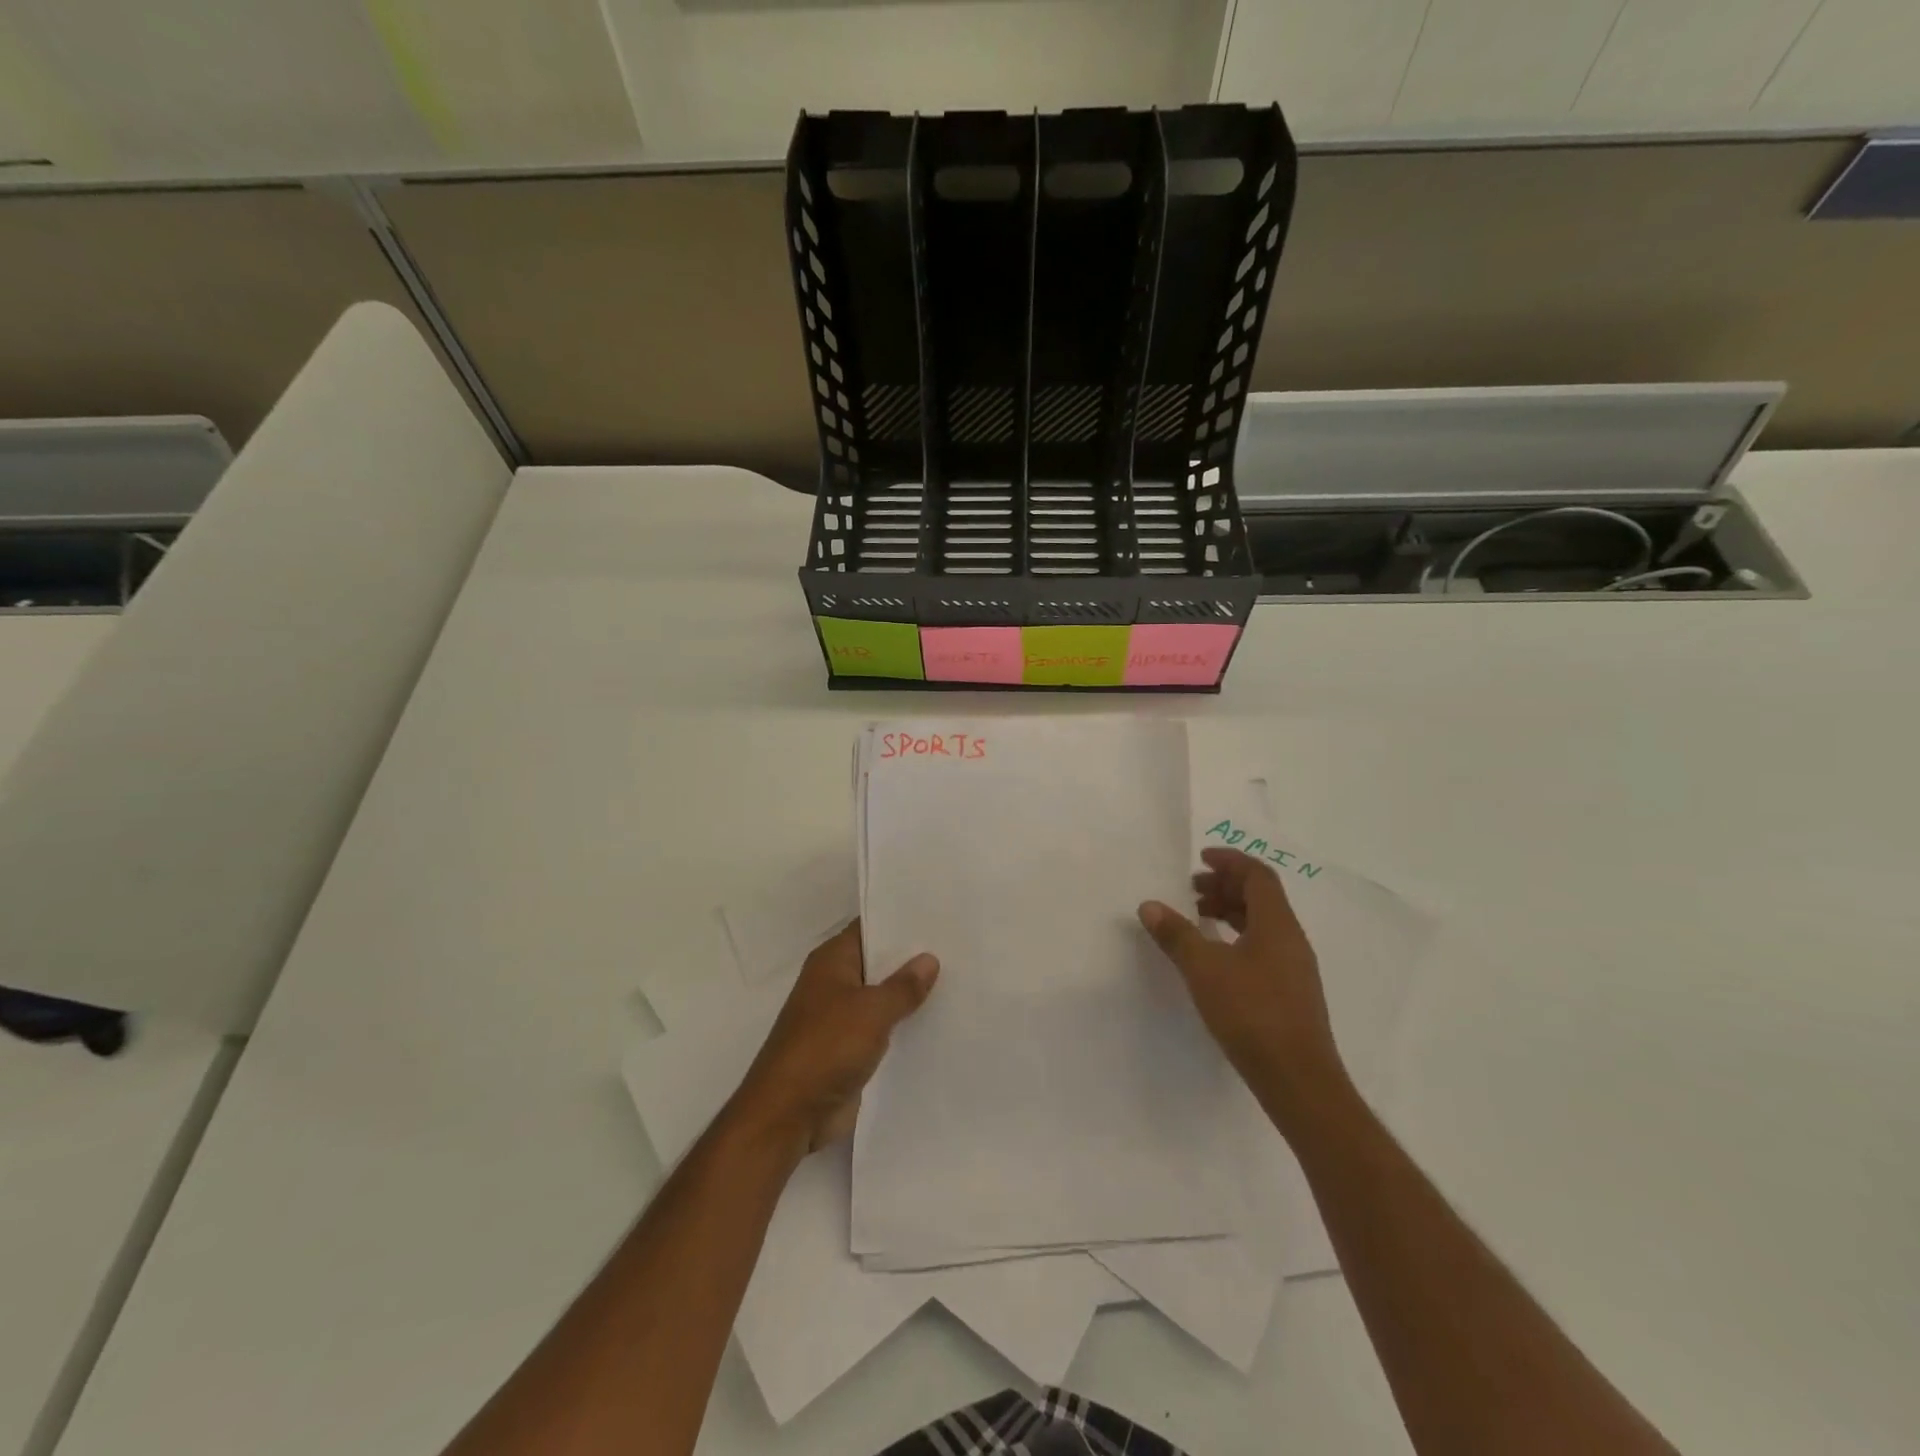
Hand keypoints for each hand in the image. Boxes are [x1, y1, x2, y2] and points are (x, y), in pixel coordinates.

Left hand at [727, 921, 938, 1160]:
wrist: (788, 1114)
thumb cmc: (826, 1047)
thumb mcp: (872, 1010)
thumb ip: (903, 986)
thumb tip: (929, 958)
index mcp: (832, 961)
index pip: (870, 927)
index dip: (902, 921)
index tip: (939, 915)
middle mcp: (835, 983)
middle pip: (878, 963)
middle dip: (913, 959)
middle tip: (959, 947)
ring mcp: (841, 1017)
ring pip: (882, 997)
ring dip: (910, 996)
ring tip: (959, 982)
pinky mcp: (848, 1049)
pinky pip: (882, 1029)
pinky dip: (904, 1026)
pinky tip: (939, 1023)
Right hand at [1138, 847, 1347, 1131]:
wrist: (1298, 1079)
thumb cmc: (1251, 1013)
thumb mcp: (1204, 970)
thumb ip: (1176, 934)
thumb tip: (1150, 905)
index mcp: (1277, 924)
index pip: (1257, 876)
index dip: (1230, 861)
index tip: (1200, 859)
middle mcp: (1291, 939)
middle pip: (1261, 897)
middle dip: (1226, 886)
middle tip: (1191, 890)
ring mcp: (1294, 968)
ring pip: (1263, 924)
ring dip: (1231, 912)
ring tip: (1198, 919)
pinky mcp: (1291, 993)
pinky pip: (1264, 947)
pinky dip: (1238, 938)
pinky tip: (1216, 958)